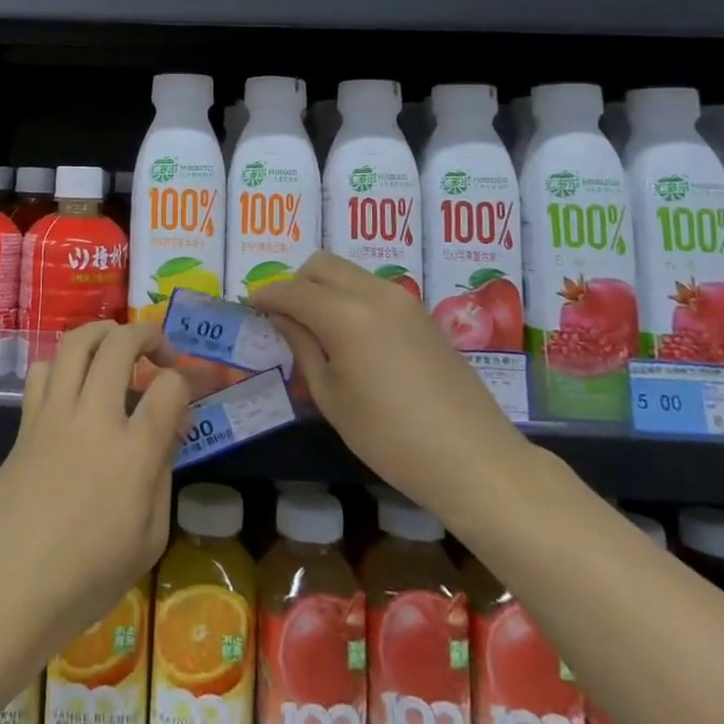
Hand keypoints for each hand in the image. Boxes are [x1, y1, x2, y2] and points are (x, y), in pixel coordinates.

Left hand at [0, 320, 191, 666]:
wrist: (7, 589)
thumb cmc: (86, 578)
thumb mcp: (148, 538)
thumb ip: (164, 472)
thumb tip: (172, 425)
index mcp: (133, 453)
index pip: (169, 386)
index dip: (186, 379)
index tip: (188, 390)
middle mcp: (95, 418)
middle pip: (122, 344)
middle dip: (148, 335)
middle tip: (160, 352)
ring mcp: (55, 414)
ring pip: (77, 341)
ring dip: (104, 332)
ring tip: (118, 346)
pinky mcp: (26, 421)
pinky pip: (45, 368)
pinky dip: (65, 362)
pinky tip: (75, 382)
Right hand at [250, 251, 530, 514]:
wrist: (473, 458)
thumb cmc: (389, 437)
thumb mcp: (332, 397)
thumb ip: (303, 348)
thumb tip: (282, 318)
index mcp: (345, 314)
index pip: (293, 290)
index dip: (266, 294)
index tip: (249, 305)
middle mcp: (373, 293)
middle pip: (322, 264)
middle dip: (296, 282)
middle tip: (284, 317)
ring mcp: (402, 300)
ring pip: (349, 272)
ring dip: (324, 287)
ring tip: (317, 328)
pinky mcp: (421, 314)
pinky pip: (373, 288)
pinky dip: (350, 297)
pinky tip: (352, 337)